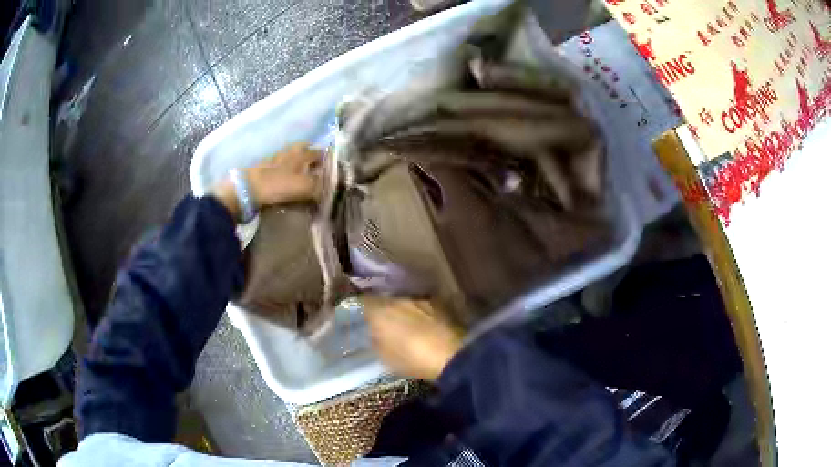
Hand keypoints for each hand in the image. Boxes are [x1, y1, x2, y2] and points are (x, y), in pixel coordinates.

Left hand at [212, 143, 320, 220]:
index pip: (320, 152)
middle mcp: (290, 152)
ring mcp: (275, 159)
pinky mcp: (265, 169)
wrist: (247, 189)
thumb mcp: (305, 187)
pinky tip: (289, 180)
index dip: (328, 158)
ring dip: (299, 163)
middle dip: (312, 156)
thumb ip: (320, 185)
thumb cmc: (278, 185)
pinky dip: (288, 171)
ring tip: (305, 176)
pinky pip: (282, 166)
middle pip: (304, 150)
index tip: (334, 168)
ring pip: (292, 157)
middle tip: (319, 169)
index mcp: (301, 153)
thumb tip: (329, 186)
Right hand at [363, 296, 462, 381]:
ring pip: (408, 303)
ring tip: (410, 328)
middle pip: (388, 301)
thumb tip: (374, 331)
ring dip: (407, 313)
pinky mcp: (441, 305)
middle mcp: (400, 299)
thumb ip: (375, 340)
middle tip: (388, 325)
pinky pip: (425, 308)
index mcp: (381, 311)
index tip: (365, 319)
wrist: (452, 356)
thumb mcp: (385, 357)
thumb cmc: (412, 360)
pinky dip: (423, 316)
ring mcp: (422, 300)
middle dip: (387, 311)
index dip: (365, 310)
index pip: (365, 301)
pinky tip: (427, 328)